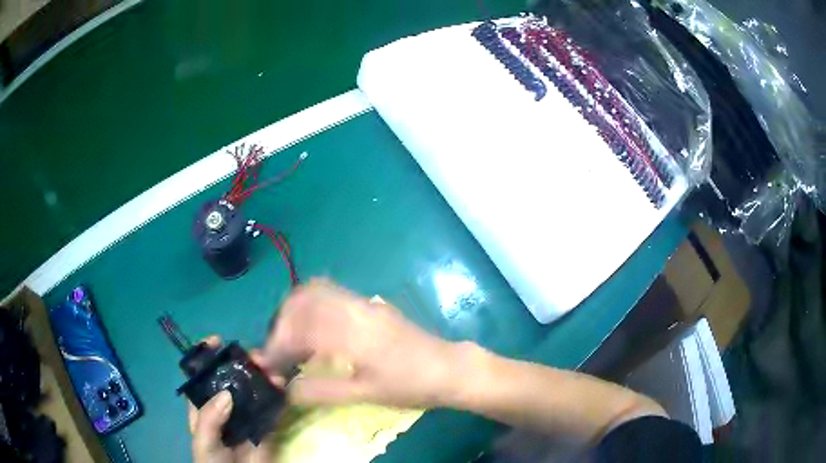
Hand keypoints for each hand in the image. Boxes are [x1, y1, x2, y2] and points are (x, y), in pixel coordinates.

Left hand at [188, 337, 274, 462]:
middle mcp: (225, 405)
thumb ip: (210, 419)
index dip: (207, 355)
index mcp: (203, 405)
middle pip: (232, 377)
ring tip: (274, 371)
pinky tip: (284, 387)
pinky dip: (279, 395)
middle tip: (256, 357)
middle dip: (243, 363)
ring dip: (263, 376)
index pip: (202, 375)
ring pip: (254, 389)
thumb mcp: (204, 441)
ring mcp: (246, 415)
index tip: (218, 340)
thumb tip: (227, 393)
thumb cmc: (212, 462)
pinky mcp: (266, 426)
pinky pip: (272, 407)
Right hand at [262, 279, 460, 407]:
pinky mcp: (369, 304)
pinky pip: (330, 295)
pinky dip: (310, 308)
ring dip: (294, 313)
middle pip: (302, 298)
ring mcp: (363, 302)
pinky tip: (312, 332)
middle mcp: (354, 307)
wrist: (448, 367)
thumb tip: (285, 389)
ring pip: (315, 291)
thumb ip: (322, 391)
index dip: (276, 345)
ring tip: (289, 341)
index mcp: (352, 331)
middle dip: (280, 323)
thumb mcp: (366, 394)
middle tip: (276, 351)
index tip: (266, 365)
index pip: (299, 327)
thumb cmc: (410, 385)